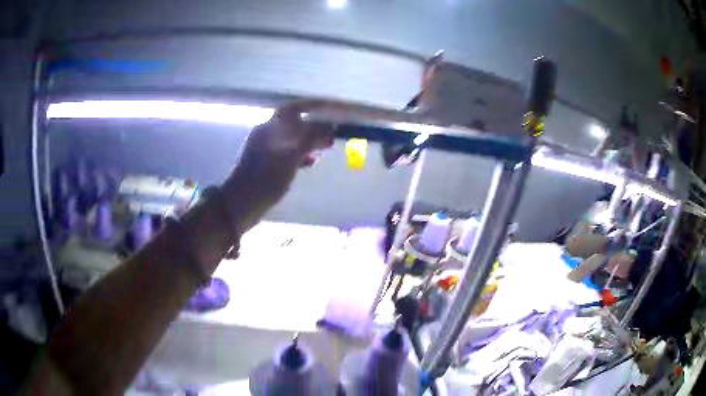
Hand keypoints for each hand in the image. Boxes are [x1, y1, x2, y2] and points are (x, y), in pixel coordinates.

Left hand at [221, 102, 333, 224]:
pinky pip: (287, 151)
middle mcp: (267, 133)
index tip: (332, 111)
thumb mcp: (291, 157)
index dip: (315, 107)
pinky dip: (300, 154)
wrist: (242, 203)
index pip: (295, 108)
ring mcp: (265, 148)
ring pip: (292, 138)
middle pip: (295, 123)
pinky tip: (310, 163)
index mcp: (270, 128)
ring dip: (309, 141)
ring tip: (323, 151)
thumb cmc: (266, 179)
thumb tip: (329, 126)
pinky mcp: (266, 163)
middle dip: (314, 127)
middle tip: (331, 137)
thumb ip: (310, 139)